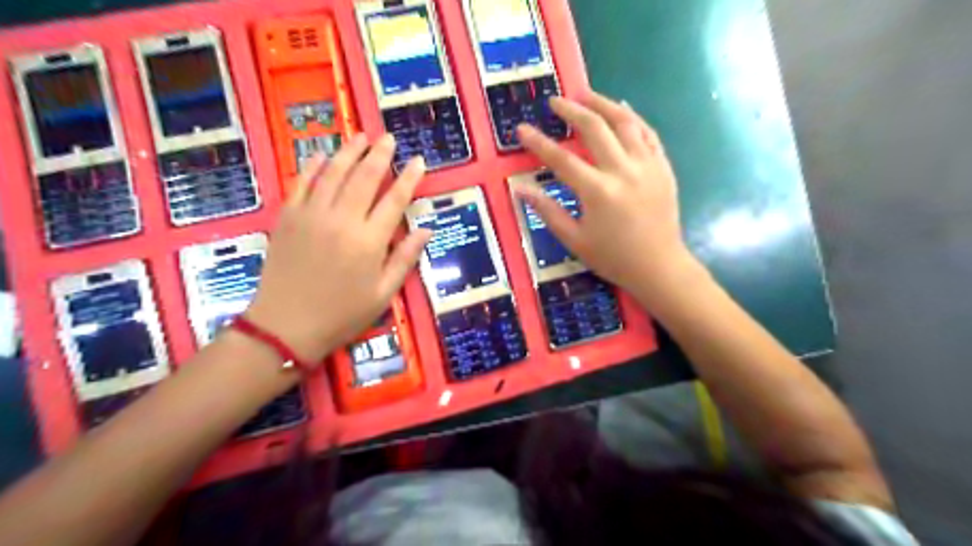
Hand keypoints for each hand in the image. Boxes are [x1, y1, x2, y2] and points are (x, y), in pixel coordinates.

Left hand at [243, 134, 428, 367]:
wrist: (285, 327)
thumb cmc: (342, 315)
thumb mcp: (383, 294)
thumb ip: (405, 258)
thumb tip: (426, 230)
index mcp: (369, 241)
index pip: (395, 200)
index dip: (409, 178)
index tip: (419, 161)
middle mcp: (342, 220)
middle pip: (364, 178)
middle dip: (379, 154)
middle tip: (389, 138)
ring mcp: (311, 215)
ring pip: (333, 173)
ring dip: (348, 152)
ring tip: (360, 136)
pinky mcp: (287, 218)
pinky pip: (301, 183)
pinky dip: (312, 166)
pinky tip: (320, 154)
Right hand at [515, 93, 699, 306]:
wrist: (659, 267)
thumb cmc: (613, 258)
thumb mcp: (574, 240)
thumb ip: (547, 211)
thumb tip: (520, 189)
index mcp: (598, 191)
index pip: (561, 159)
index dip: (538, 142)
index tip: (521, 128)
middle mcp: (623, 171)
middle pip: (594, 129)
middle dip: (571, 110)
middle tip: (556, 101)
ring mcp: (647, 165)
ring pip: (625, 122)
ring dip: (603, 104)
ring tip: (586, 95)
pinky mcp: (663, 167)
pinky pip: (648, 133)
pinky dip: (633, 118)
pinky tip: (623, 109)